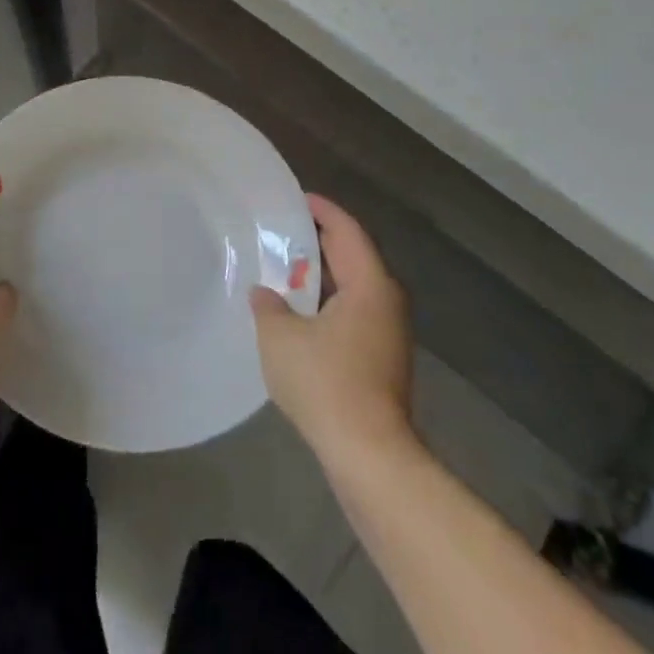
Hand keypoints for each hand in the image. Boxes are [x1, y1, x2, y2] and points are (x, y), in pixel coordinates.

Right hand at [251, 194, 413, 461]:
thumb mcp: (280, 337)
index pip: (347, 231)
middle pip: (353, 256)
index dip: (322, 210)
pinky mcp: (382, 359)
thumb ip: (268, 306)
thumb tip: (265, 294)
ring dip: (323, 275)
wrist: (369, 455)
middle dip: (320, 241)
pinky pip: (353, 312)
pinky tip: (299, 313)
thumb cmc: (325, 382)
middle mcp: (386, 301)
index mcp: (370, 285)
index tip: (297, 197)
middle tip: (284, 229)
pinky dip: (328, 302)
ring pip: (354, 288)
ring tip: (286, 268)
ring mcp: (388, 333)